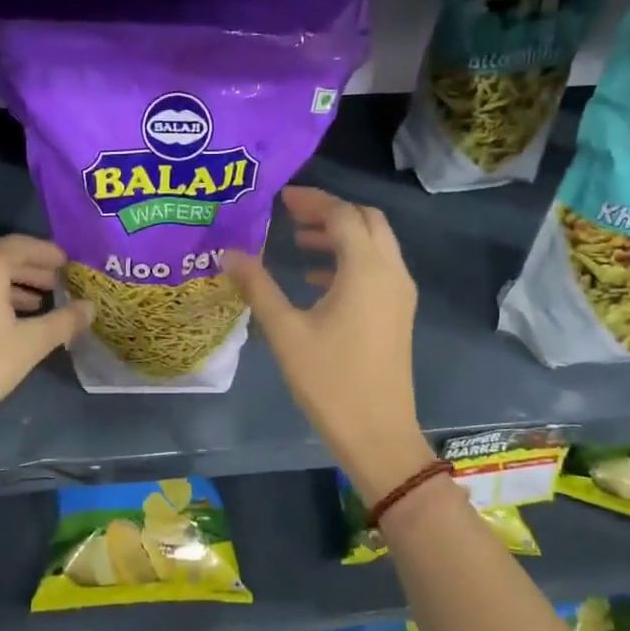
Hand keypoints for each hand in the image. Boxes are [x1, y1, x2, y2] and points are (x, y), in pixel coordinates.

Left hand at [0, 235, 93, 433]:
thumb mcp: (30, 344)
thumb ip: (63, 322)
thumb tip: (90, 308)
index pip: (22, 245)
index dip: (47, 253)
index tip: (67, 263)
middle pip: (1, 257)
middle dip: (31, 269)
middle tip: (56, 283)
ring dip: (11, 284)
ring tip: (36, 302)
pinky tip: (5, 318)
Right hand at [222, 188, 433, 501]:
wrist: (378, 433)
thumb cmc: (330, 381)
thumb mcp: (285, 331)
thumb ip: (258, 286)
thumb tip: (229, 253)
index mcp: (366, 270)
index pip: (341, 215)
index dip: (311, 200)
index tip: (279, 197)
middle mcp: (390, 272)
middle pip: (366, 220)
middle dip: (330, 211)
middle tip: (291, 213)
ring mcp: (400, 293)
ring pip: (375, 243)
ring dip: (341, 234)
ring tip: (299, 241)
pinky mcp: (398, 312)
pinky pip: (377, 268)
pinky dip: (350, 259)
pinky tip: (316, 278)